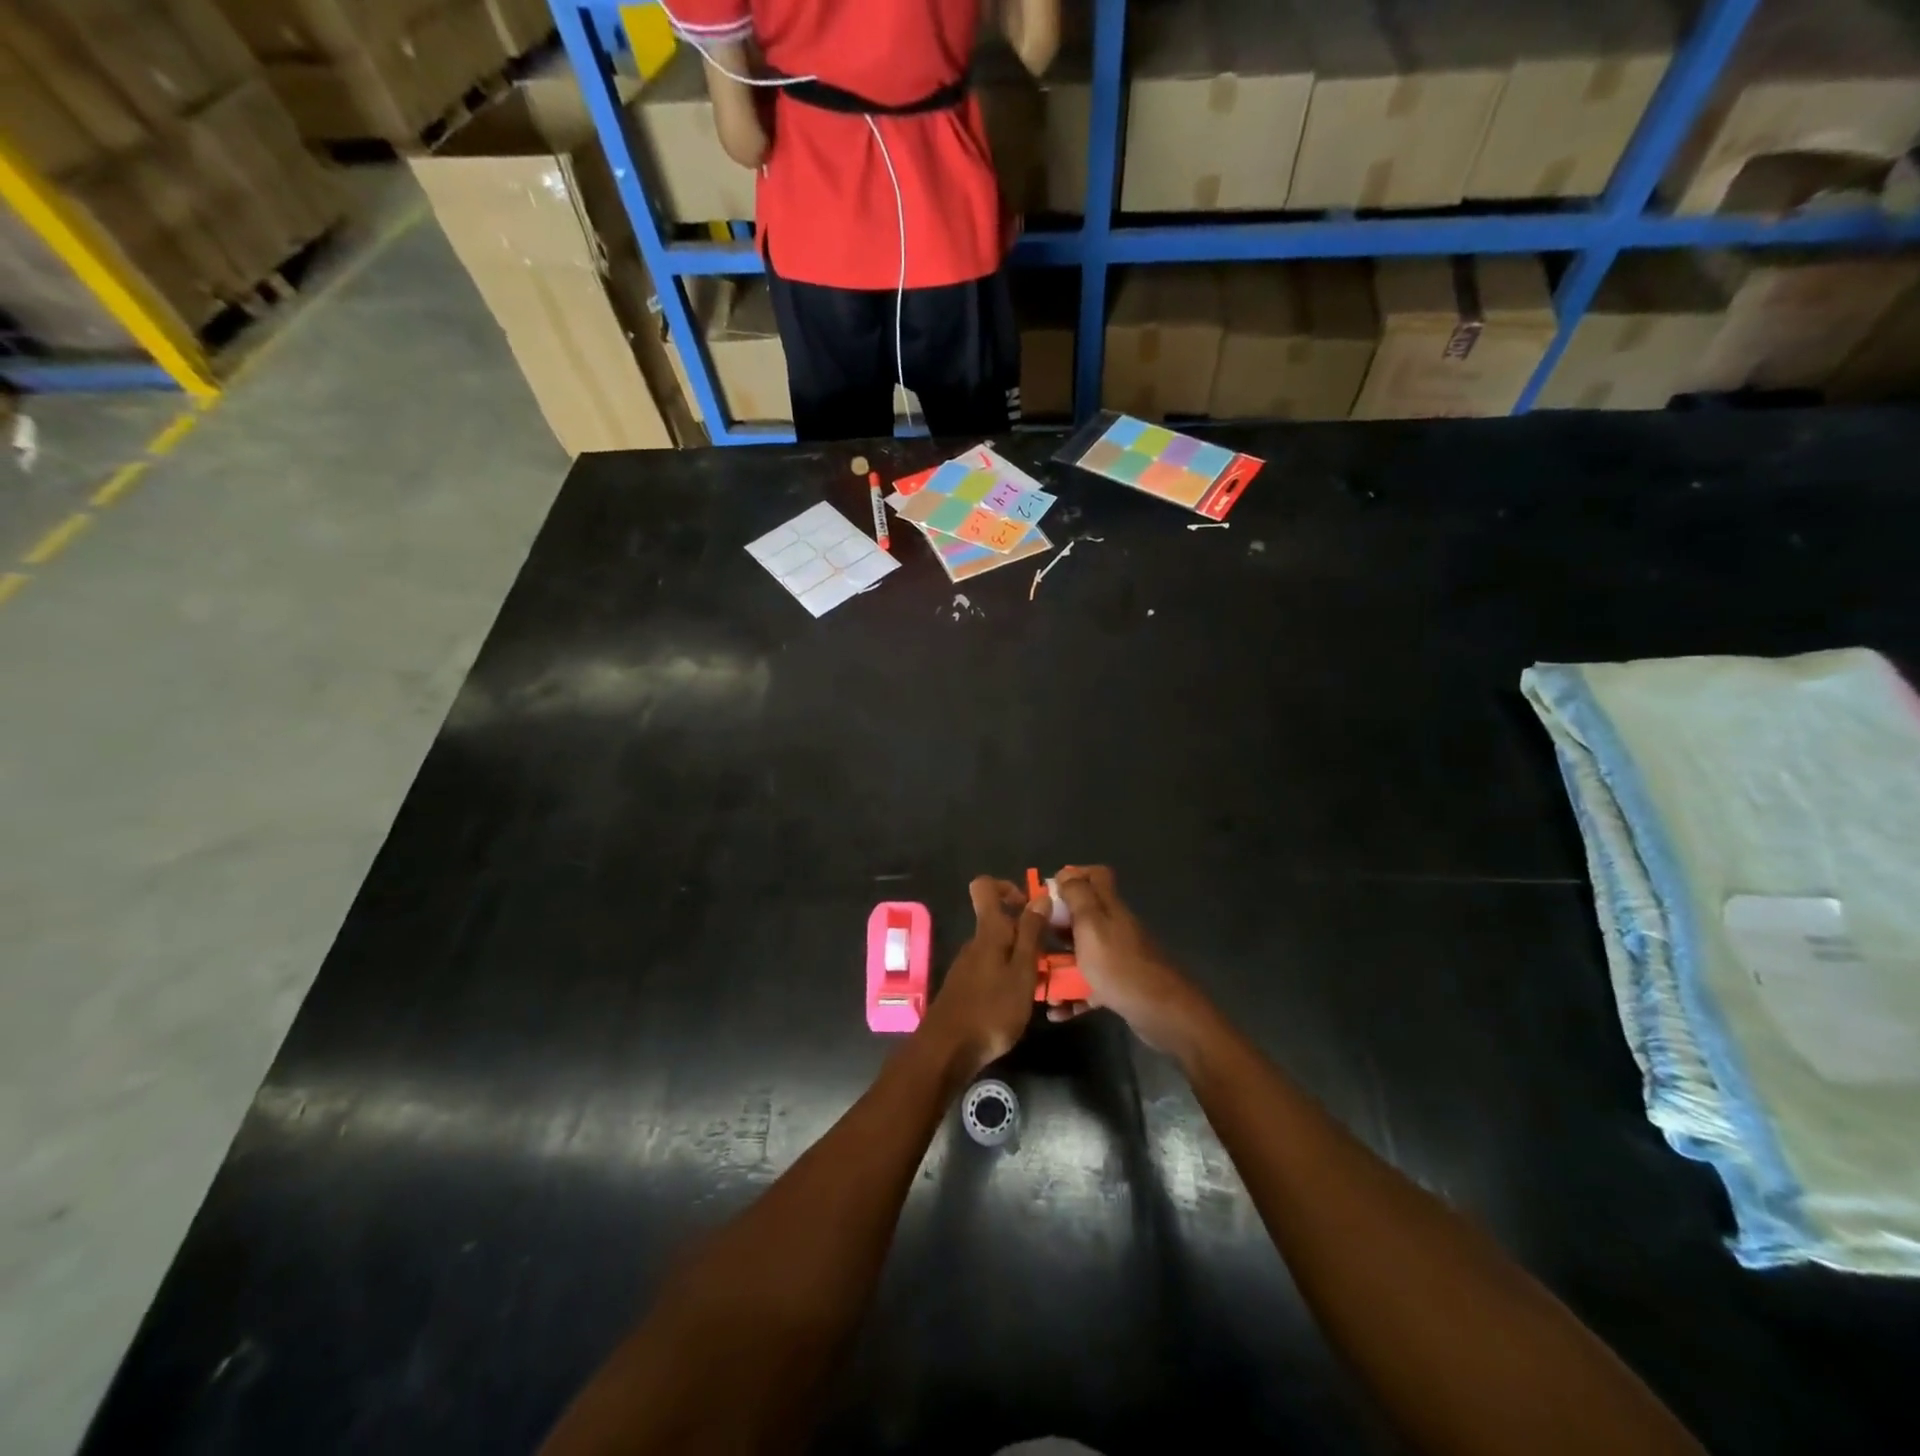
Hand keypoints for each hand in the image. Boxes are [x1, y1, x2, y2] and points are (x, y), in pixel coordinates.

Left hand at [919, 876, 1047, 1074]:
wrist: (947, 1051)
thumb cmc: (991, 1010)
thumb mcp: (1022, 972)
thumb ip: (1031, 934)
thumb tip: (1039, 895)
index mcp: (988, 932)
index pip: (985, 887)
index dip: (1007, 887)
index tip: (1029, 907)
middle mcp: (975, 943)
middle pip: (998, 921)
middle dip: (1025, 932)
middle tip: (1050, 956)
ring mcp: (967, 966)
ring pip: (998, 948)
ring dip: (1020, 959)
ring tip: (1042, 984)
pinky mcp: (965, 988)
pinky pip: (991, 969)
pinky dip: (1008, 977)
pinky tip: (1020, 1002)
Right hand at [1047, 866, 1200, 1052]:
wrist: (1163, 1014)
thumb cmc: (1120, 966)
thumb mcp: (1092, 925)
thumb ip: (1078, 897)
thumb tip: (1065, 874)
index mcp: (1110, 908)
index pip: (1096, 876)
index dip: (1073, 876)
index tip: (1048, 892)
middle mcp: (1115, 929)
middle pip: (1084, 916)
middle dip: (1057, 925)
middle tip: (1033, 937)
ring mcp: (1118, 959)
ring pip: (1082, 954)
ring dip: (1059, 965)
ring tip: (1037, 980)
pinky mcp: (1119, 988)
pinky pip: (1089, 988)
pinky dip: (1072, 997)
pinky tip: (1055, 1012)